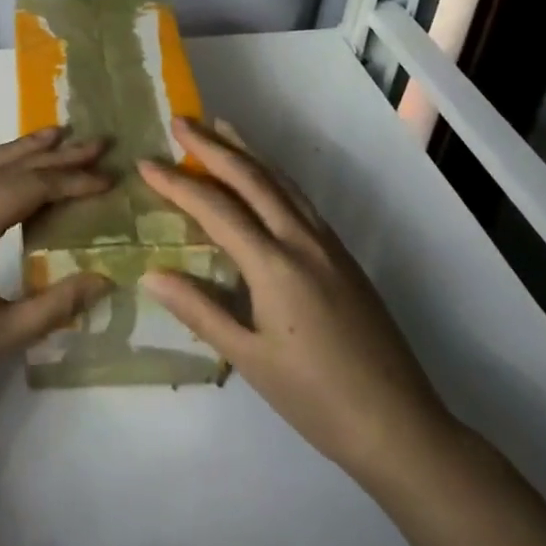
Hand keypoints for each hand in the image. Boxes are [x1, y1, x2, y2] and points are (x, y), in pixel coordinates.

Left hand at [0, 128, 113, 439]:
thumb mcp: (1, 337)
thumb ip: (56, 304)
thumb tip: (105, 278)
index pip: (31, 187)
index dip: (73, 180)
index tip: (110, 177)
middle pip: (7, 165)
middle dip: (54, 152)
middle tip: (95, 141)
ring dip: (18, 149)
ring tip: (54, 137)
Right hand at [138, 117, 455, 486]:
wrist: (400, 425)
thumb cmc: (315, 399)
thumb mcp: (248, 359)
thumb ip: (199, 310)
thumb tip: (151, 273)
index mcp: (274, 265)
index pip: (216, 209)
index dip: (177, 184)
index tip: (146, 161)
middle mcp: (301, 241)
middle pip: (251, 178)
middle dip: (212, 146)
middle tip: (180, 120)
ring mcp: (327, 244)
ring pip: (281, 181)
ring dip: (247, 150)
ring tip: (220, 127)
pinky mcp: (342, 254)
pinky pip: (299, 198)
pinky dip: (272, 175)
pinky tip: (263, 176)